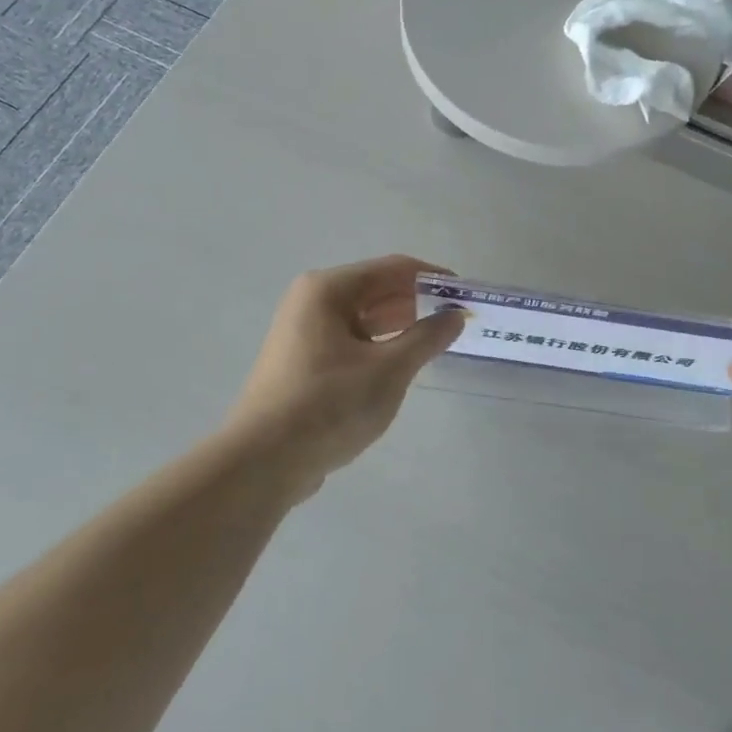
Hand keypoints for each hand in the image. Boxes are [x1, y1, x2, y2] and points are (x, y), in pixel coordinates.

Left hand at [225, 255, 464, 494]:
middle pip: (377, 290)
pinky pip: (352, 341)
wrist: (263, 462)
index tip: (467, 295)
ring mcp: (305, 333)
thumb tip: (455, 315)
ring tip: (439, 343)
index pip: (394, 269)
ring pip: (365, 318)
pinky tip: (404, 365)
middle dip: (419, 303)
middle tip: (459, 321)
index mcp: (328, 290)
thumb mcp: (389, 370)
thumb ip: (427, 338)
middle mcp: (312, 302)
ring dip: (402, 326)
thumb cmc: (329, 405)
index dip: (434, 279)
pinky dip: (381, 346)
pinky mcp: (304, 363)